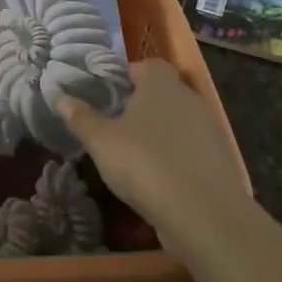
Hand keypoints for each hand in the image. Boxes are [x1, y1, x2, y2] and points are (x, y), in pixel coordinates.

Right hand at [57, 59, 251, 256]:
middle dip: (143, 106)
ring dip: (162, 134)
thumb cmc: (145, 163)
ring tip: (137, 157)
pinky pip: (193, 151)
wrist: (205, 216)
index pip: (148, 65)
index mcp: (162, 84)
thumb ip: (81, 117)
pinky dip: (178, 160)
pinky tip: (161, 182)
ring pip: (180, 123)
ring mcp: (211, 131)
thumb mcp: (101, 141)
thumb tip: (60, 97)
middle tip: (118, 126)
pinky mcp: (222, 162)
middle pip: (164, 93)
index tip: (110, 96)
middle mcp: (190, 99)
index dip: (129, 76)